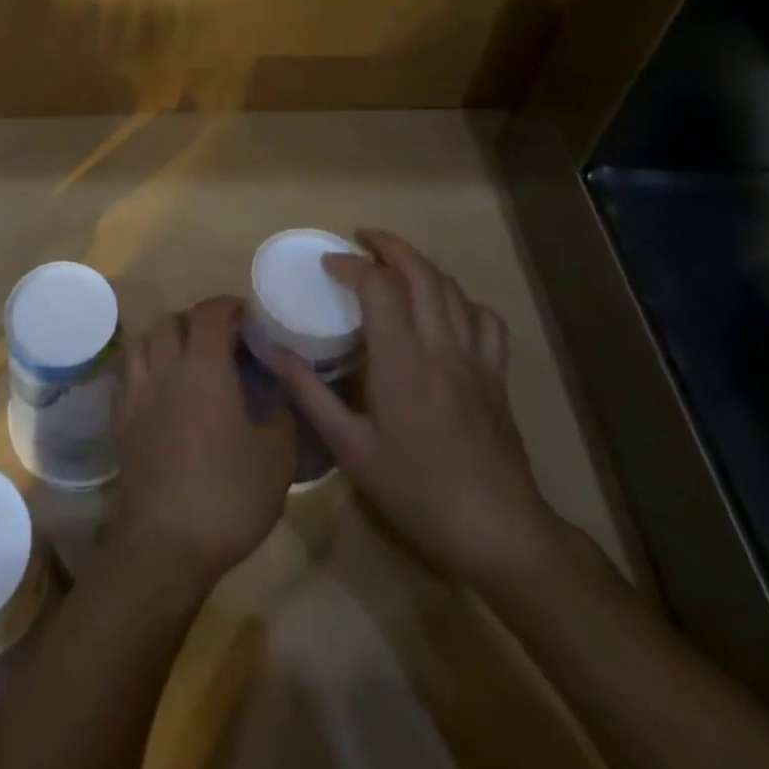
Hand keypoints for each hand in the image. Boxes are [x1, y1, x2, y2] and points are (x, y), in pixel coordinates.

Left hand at [111, 295, 296, 590]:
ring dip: (166, 340)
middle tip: (221, 342)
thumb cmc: (227, 494)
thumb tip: (277, 396)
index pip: (209, 314)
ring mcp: (137, 392)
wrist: (165, 541)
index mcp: (204, 367)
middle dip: (197, 321)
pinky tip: (162, 391)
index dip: (228, 307)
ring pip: (144, 341)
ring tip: (188, 359)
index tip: (247, 318)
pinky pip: (130, 374)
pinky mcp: (121, 419)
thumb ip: (281, 417)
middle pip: (172, 321)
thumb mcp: (277, 459)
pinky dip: (147, 368)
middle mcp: (165, 368)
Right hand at [267, 230, 562, 585]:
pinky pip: (484, 318)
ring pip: (452, 289)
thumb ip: (308, 392)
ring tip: (394, 262)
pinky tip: (445, 306)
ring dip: (421, 265)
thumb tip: (270, 350)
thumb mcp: (349, 447)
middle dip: (390, 246)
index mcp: (402, 360)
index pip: (379, 286)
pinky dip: (460, 299)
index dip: (351, 265)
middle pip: (421, 273)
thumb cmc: (415, 488)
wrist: (498, 530)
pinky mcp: (496, 375)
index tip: (327, 264)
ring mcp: (475, 358)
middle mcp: (441, 346)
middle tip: (360, 239)